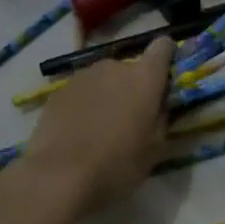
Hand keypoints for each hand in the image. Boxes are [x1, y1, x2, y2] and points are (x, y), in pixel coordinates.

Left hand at [23, 38, 171, 214]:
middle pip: (130, 69)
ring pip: (103, 80)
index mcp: (144, 79)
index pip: (162, 48)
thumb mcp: (154, 149)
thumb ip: (160, 119)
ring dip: (107, 96)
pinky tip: (80, 132)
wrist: (60, 176)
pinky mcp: (58, 91)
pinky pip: (81, 93)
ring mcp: (82, 77)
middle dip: (133, 87)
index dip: (166, 55)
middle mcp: (114, 68)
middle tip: (131, 118)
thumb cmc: (117, 165)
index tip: (165, 74)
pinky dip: (85, 105)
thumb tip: (159, 106)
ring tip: (102, 128)